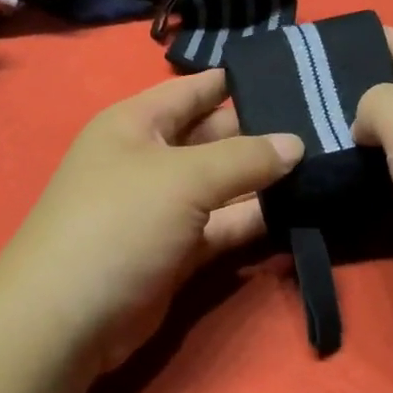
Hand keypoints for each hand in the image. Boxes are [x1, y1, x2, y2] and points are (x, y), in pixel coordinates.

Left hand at [0, 69, 303, 370]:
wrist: (67, 318)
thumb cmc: (119, 222)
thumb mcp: (183, 178)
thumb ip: (244, 158)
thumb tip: (295, 144)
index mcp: (136, 124)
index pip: (193, 90)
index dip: (237, 81)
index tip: (293, 74)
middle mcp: (149, 159)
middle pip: (213, 136)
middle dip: (261, 133)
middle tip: (324, 125)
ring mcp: (162, 208)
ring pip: (221, 185)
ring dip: (263, 180)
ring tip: (323, 163)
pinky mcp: (176, 251)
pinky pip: (221, 226)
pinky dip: (252, 219)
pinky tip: (298, 209)